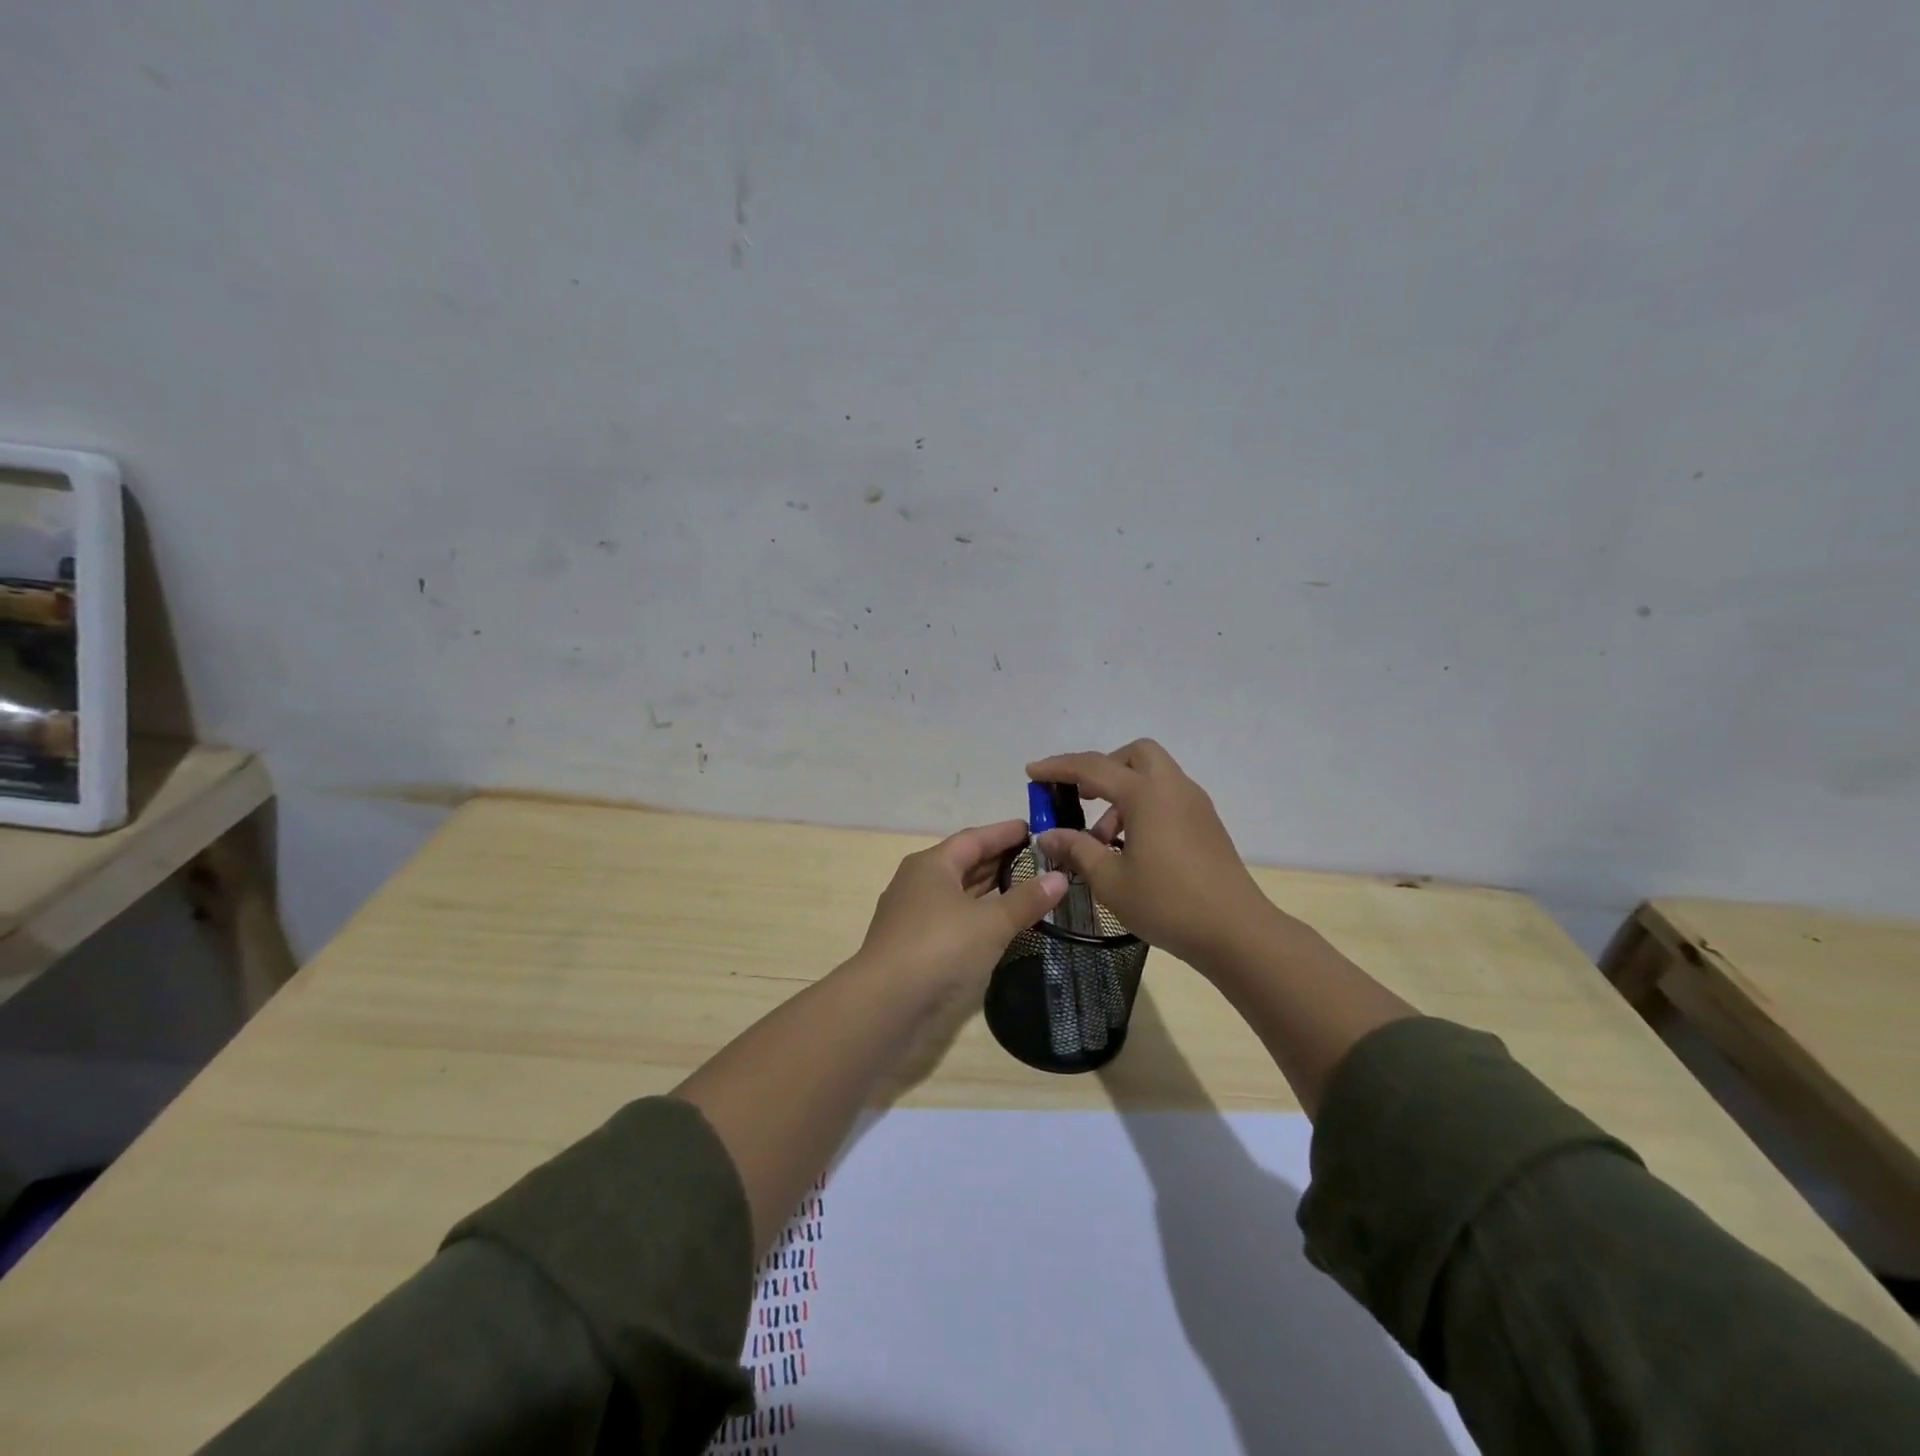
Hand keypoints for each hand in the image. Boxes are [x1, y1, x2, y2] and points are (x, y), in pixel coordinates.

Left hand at [854, 819, 1067, 999]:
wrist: (885, 1004)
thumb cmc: (939, 948)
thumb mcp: (991, 923)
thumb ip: (1026, 900)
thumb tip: (1059, 877)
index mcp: (932, 864)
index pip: (974, 838)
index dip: (1004, 832)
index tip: (1033, 828)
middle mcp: (918, 882)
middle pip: (963, 863)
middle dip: (998, 860)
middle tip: (1036, 859)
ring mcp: (912, 915)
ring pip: (957, 893)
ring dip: (988, 890)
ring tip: (1023, 888)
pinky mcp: (912, 945)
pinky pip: (952, 918)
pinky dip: (977, 916)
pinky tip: (997, 925)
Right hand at [1027, 739, 1273, 969]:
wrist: (1236, 932)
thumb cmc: (1167, 903)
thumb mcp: (1110, 880)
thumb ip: (1076, 849)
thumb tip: (1048, 835)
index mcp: (1146, 794)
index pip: (1093, 767)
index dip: (1058, 768)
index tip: (1032, 772)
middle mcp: (1172, 788)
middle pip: (1134, 754)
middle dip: (1103, 767)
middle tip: (1081, 796)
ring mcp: (1194, 804)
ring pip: (1153, 775)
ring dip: (1123, 792)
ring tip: (1102, 838)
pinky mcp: (1206, 824)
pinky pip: (1168, 796)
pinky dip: (1144, 806)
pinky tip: (1132, 847)